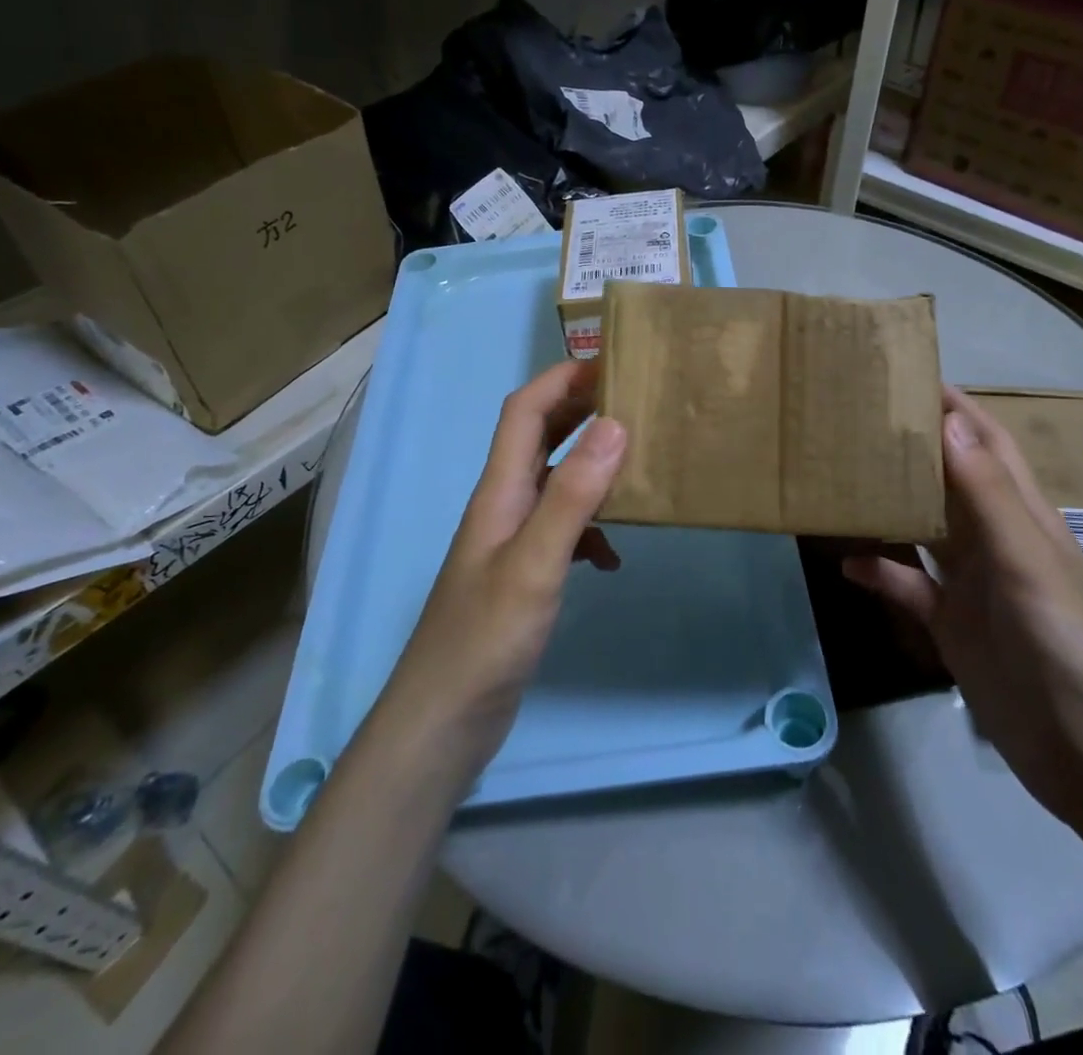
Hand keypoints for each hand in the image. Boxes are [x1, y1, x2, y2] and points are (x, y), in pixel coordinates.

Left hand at [375, 360, 627, 774]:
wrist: (444, 721)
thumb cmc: (485, 637)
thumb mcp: (535, 562)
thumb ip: (573, 495)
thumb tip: (615, 424)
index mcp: (499, 490)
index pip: (524, 411)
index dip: (562, 379)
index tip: (613, 362)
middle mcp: (503, 504)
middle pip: (540, 437)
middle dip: (581, 410)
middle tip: (636, 401)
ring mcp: (512, 541)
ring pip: (555, 482)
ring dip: (592, 467)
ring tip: (638, 466)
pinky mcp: (524, 575)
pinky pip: (563, 530)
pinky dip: (592, 529)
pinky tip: (613, 557)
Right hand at [843, 387, 1082, 826]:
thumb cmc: (1063, 645)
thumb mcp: (1025, 561)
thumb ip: (986, 492)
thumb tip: (949, 419)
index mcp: (1022, 515)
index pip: (986, 443)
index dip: (954, 406)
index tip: (907, 375)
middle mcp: (995, 540)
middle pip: (949, 479)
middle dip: (911, 447)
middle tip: (855, 419)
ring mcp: (972, 584)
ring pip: (924, 528)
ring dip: (890, 504)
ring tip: (841, 477)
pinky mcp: (951, 624)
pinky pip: (908, 586)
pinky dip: (880, 572)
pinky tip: (846, 564)